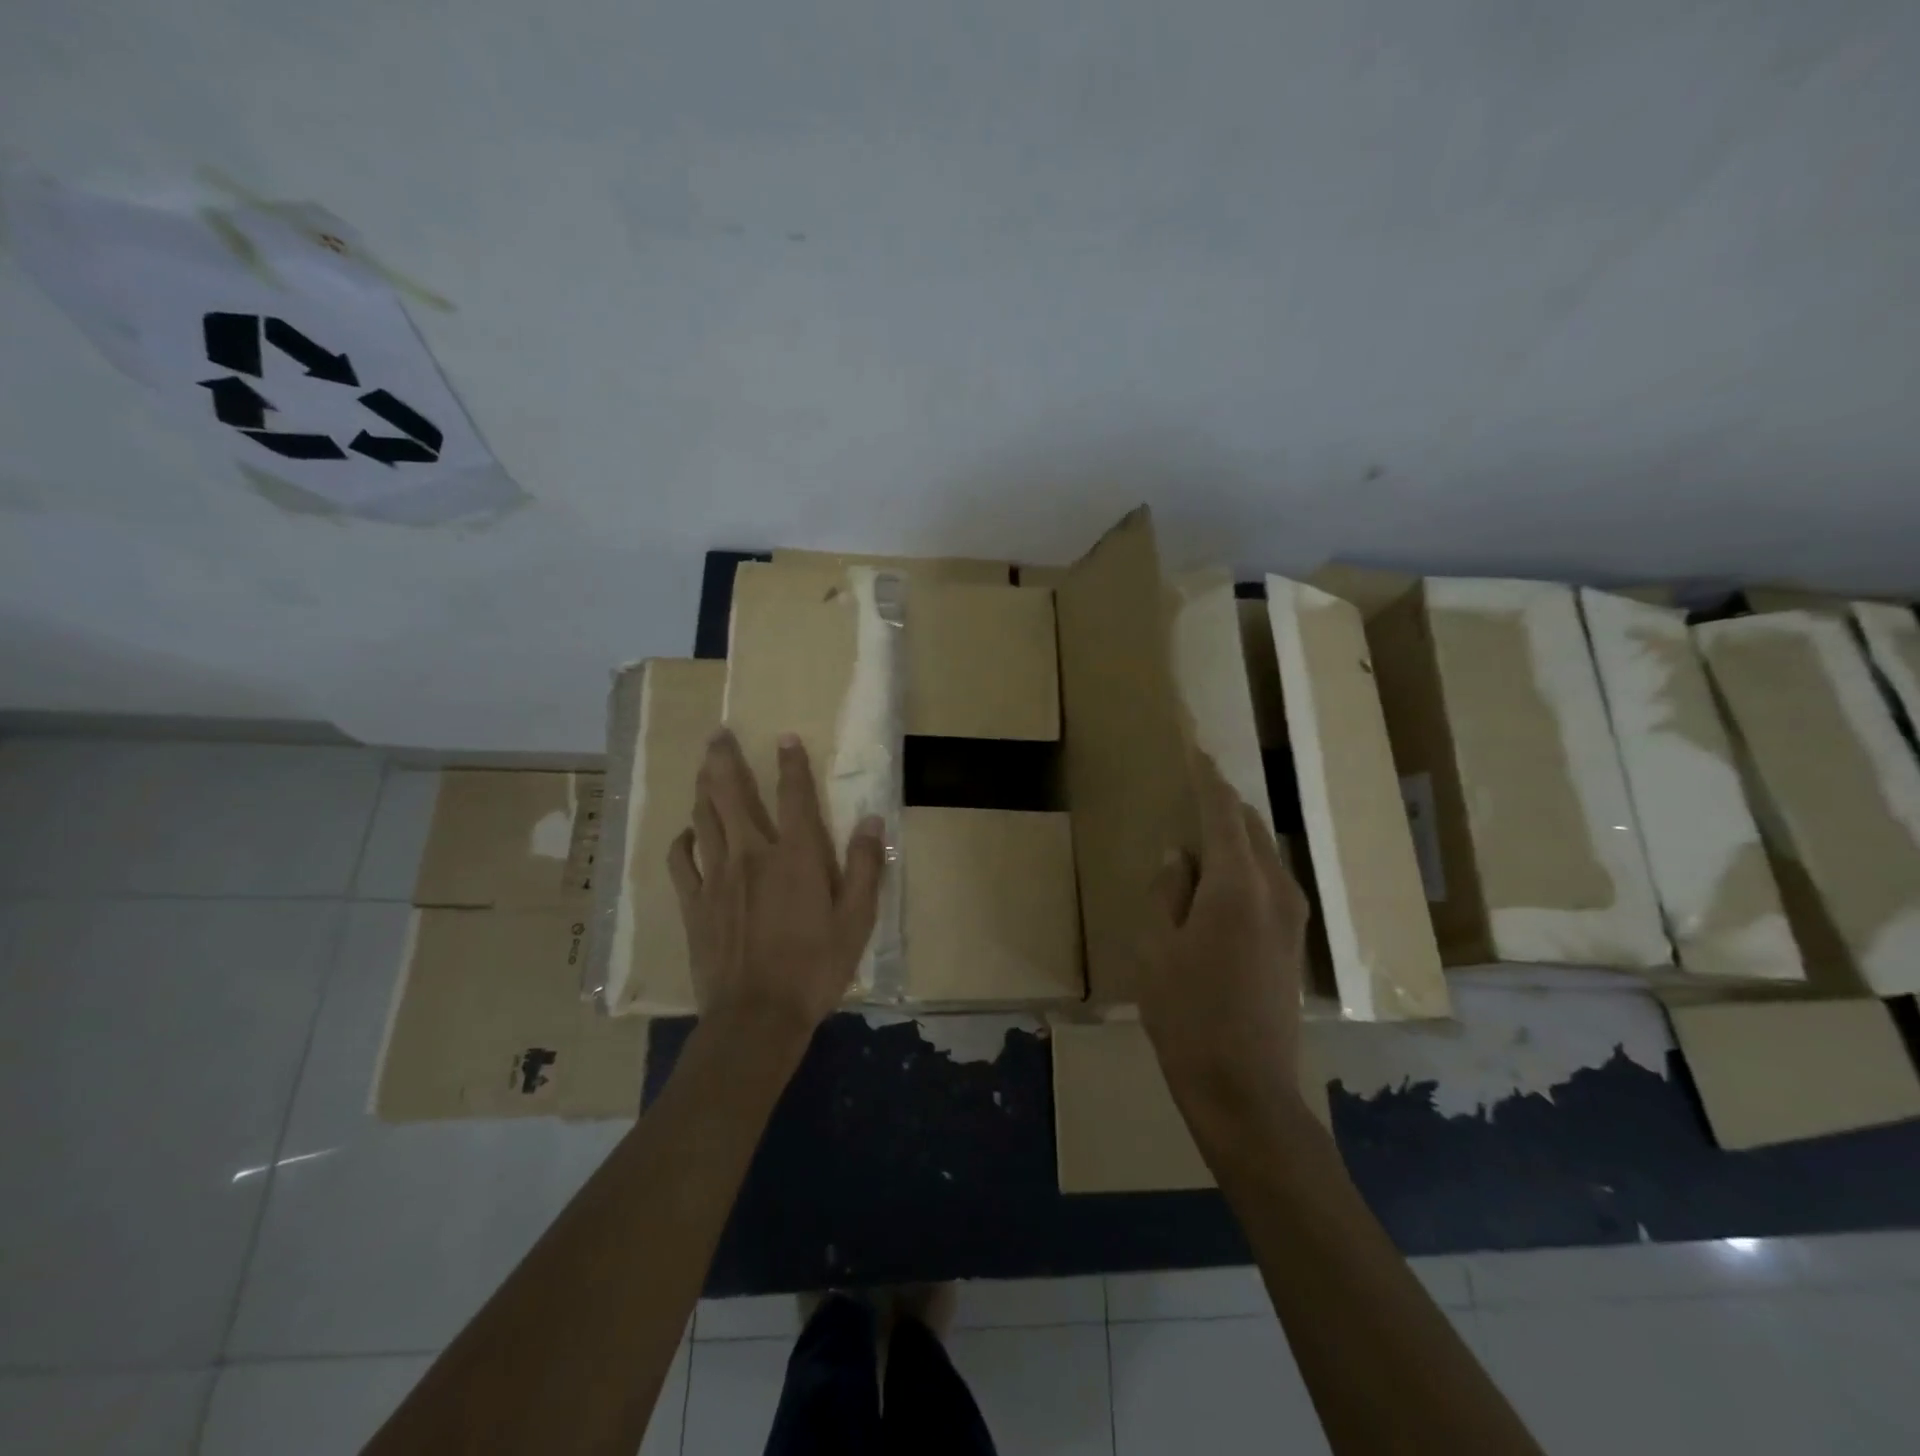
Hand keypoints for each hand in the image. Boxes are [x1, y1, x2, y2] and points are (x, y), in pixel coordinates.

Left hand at [667, 729, 885, 1039]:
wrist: (756, 1016)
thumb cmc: (814, 968)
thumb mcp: (856, 920)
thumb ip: (865, 867)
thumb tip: (873, 821)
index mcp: (795, 856)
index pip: (794, 796)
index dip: (791, 763)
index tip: (784, 737)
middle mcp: (752, 855)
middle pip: (732, 795)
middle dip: (724, 760)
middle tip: (717, 735)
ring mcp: (717, 877)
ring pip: (704, 819)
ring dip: (702, 788)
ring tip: (701, 768)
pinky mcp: (694, 903)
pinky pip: (681, 860)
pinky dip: (683, 840)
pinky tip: (687, 833)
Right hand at [1137, 752, 1311, 1116]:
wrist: (1246, 1089)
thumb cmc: (1188, 1015)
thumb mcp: (1157, 950)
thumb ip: (1167, 893)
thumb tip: (1179, 856)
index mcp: (1237, 886)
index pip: (1224, 814)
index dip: (1208, 779)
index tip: (1196, 751)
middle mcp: (1276, 891)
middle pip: (1252, 828)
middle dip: (1224, 805)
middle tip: (1193, 789)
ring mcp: (1292, 919)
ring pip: (1266, 855)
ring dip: (1236, 837)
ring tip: (1202, 835)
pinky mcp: (1294, 943)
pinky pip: (1271, 882)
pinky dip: (1246, 866)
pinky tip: (1220, 882)